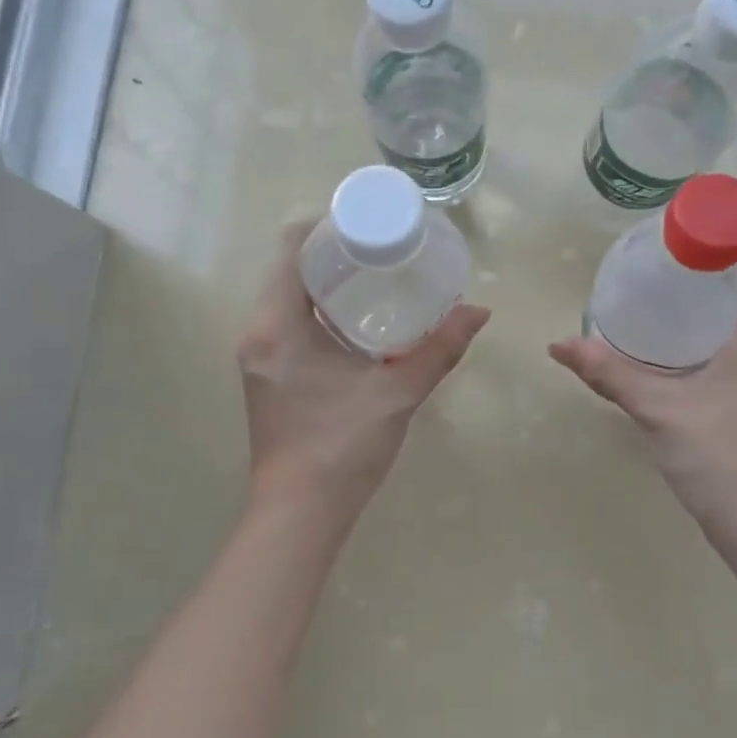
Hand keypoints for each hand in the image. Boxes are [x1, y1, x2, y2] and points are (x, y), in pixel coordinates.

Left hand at [239, 221, 489, 522]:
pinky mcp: (266, 375)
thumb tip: (479, 312)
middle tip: (383, 250)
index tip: (369, 225)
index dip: (328, 227)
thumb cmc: (342, 448)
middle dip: (334, 254)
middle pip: (289, 269)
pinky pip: (289, 322)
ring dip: (326, 283)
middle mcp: (258, 332)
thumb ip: (439, 349)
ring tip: (376, 279)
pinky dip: (319, 310)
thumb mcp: (396, 394)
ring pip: (288, 297)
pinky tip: (357, 321)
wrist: (301, 513)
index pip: (291, 249)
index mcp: (277, 325)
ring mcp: (258, 356)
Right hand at [548, 254, 736, 538]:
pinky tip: (676, 344)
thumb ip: (609, 373)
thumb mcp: (658, 410)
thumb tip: (559, 346)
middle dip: (703, 266)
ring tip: (659, 294)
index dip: (716, 236)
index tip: (672, 233)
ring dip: (709, 299)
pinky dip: (714, 329)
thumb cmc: (720, 457)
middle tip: (652, 262)